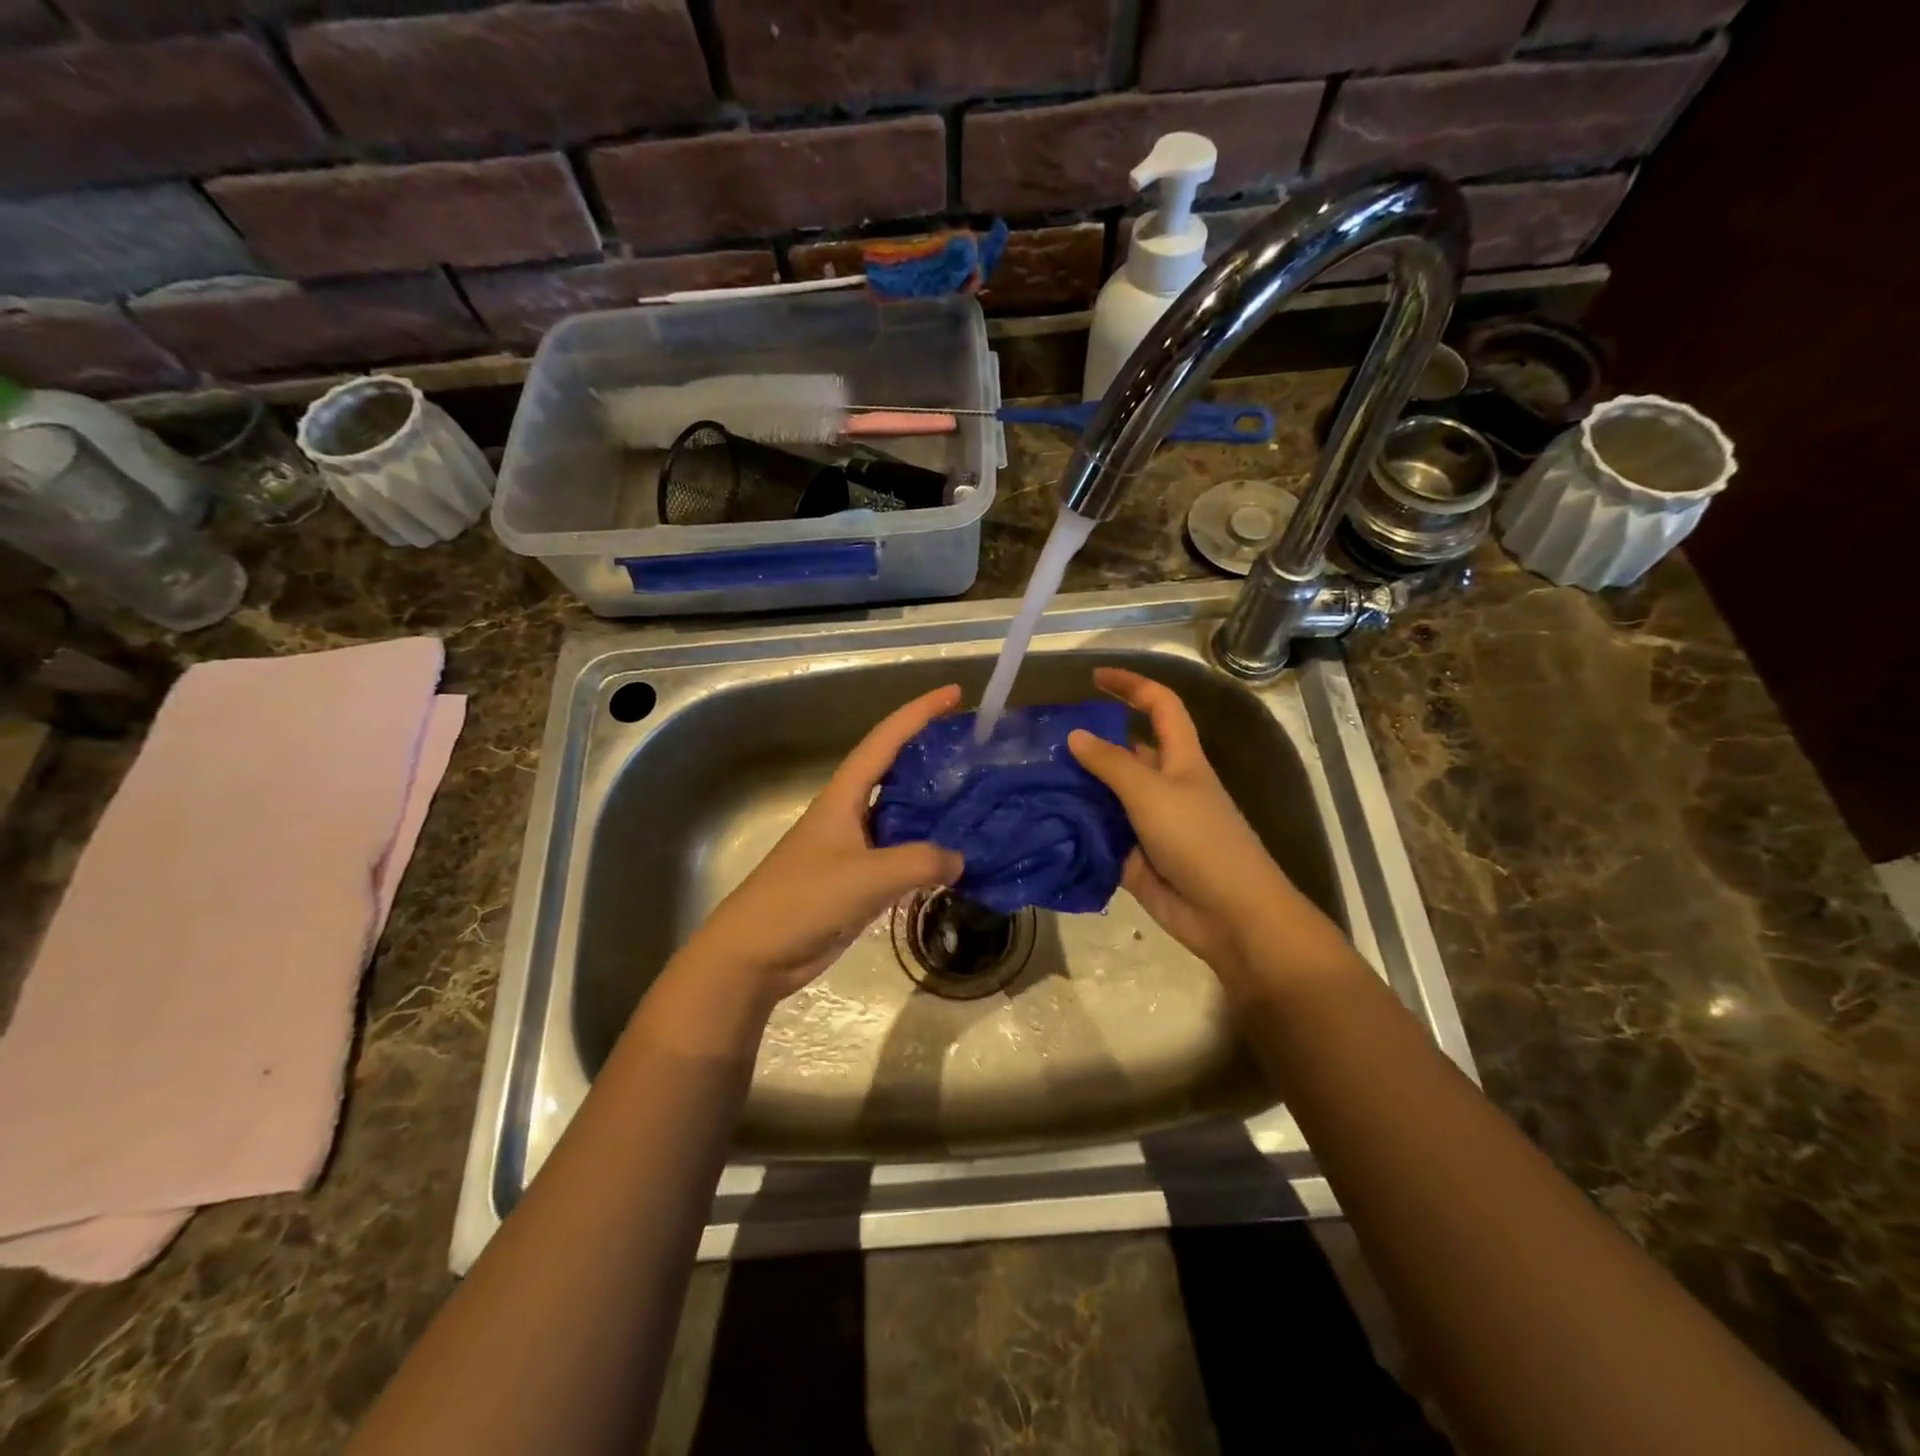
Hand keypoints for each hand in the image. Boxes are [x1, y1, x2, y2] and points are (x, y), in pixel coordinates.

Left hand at [681, 684, 965, 999]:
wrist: (754, 955)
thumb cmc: (802, 901)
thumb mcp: (865, 877)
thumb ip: (918, 862)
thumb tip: (960, 860)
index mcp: (843, 797)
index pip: (885, 740)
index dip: (919, 713)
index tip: (954, 693)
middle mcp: (849, 814)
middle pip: (895, 772)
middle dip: (931, 754)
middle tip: (976, 749)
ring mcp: (853, 848)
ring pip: (901, 816)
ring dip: (934, 807)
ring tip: (976, 800)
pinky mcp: (857, 881)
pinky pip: (901, 856)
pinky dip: (927, 853)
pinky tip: (955, 858)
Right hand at [1067, 668, 1296, 984]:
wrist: (1228, 914)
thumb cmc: (1199, 840)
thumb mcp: (1152, 792)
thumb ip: (1111, 764)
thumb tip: (1075, 735)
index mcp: (1180, 759)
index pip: (1160, 706)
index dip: (1132, 686)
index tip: (1094, 678)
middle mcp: (1163, 785)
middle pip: (1124, 752)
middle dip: (1089, 743)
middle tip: (1040, 742)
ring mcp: (1147, 823)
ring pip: (1106, 796)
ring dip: (1076, 788)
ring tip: (1029, 779)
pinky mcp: (1133, 857)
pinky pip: (1099, 836)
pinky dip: (1075, 830)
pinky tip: (1040, 824)